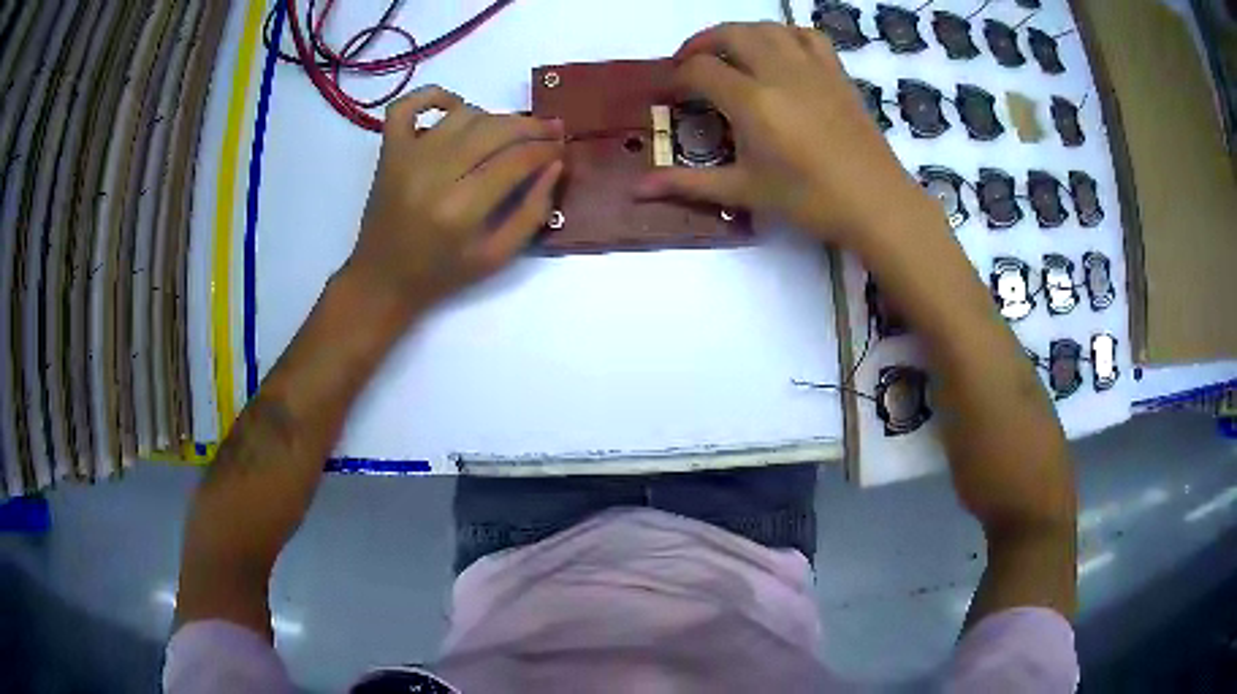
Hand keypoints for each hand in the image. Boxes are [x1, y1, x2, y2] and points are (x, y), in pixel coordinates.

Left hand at [345, 86, 563, 315]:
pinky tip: (455, 107)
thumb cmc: (441, 274)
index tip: (562, 148)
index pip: (517, 160)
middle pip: (494, 130)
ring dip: (493, 118)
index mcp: (461, 209)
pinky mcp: (388, 150)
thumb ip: (532, 213)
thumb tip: (555, 166)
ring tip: (507, 132)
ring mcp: (407, 157)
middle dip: (531, 127)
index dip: (547, 149)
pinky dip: (433, 96)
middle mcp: (434, 174)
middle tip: (551, 129)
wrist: (381, 279)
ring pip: (463, 114)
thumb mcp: (496, 258)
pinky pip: (408, 105)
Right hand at [636, 23, 937, 248]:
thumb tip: (637, 189)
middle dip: (700, 43)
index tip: (669, 95)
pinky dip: (784, 34)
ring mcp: (812, 67)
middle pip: (729, 34)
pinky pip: (806, 35)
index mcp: (753, 102)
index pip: (700, 70)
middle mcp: (779, 72)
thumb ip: (689, 182)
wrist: (876, 203)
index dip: (676, 78)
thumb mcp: (746, 192)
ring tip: (728, 53)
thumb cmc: (810, 201)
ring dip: (738, 33)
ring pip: (766, 27)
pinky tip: (778, 50)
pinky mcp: (836, 72)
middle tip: (690, 65)